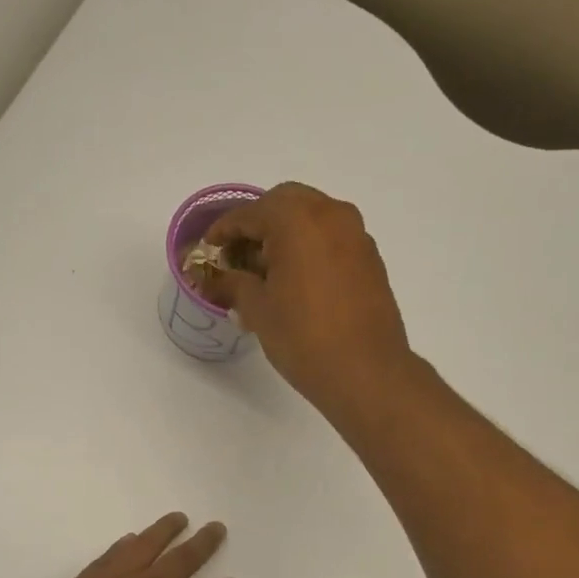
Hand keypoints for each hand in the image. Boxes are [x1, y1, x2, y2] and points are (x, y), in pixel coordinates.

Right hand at [200, 182, 411, 414]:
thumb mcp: (258, 309)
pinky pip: (331, 239)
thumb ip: (232, 284)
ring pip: (312, 218)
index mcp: (297, 219)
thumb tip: (211, 279)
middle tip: (237, 256)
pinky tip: (295, 282)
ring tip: (265, 272)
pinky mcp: (370, 259)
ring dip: (285, 235)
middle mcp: (331, 214)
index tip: (208, 250)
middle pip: (284, 204)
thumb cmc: (304, 337)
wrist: (367, 373)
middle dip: (257, 225)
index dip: (223, 231)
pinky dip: (309, 248)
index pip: (249, 214)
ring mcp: (356, 235)